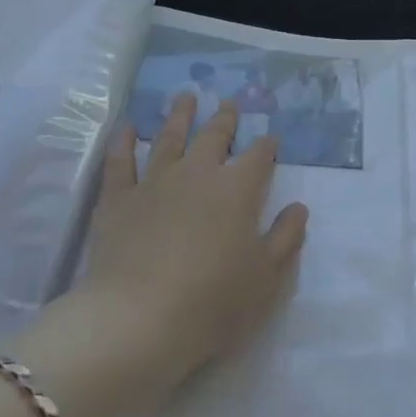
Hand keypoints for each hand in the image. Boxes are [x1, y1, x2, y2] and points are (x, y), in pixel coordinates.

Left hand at [8, 95, 307, 416]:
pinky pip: (120, 162)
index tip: (271, 139)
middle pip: (214, 137)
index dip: (267, 146)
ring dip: (180, 115)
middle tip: (230, 103)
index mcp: (238, 190)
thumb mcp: (266, 278)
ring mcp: (154, 182)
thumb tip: (298, 207)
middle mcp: (197, 174)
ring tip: (186, 97)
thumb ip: (286, 238)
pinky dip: (125, 142)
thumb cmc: (213, 302)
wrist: (138, 319)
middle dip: (225, 119)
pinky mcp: (117, 199)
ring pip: (170, 138)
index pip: (258, 157)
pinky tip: (129, 128)